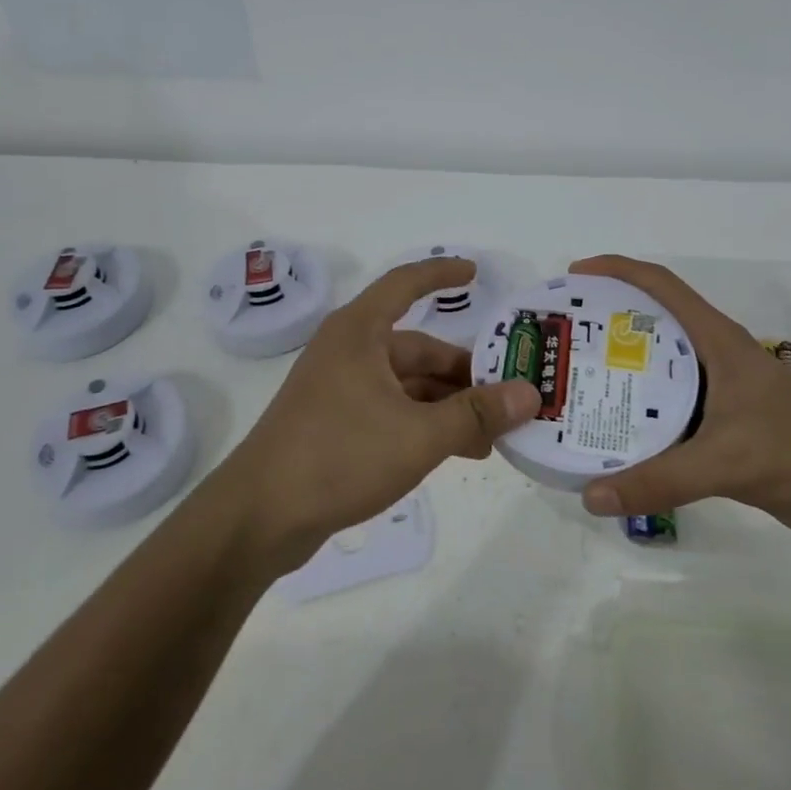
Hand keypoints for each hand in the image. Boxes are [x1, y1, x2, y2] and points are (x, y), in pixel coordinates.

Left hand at [216, 257, 540, 570]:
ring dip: (447, 405)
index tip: (475, 273)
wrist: (260, 517)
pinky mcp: (334, 424)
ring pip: (407, 386)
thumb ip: (476, 413)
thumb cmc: (339, 456)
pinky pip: (392, 411)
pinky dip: (423, 424)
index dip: (441, 274)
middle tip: (507, 396)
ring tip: (490, 436)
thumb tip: (530, 393)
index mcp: (360, 333)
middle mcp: (348, 352)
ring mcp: (339, 389)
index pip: (405, 284)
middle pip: (417, 349)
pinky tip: (454, 451)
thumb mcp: (418, 434)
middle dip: (463, 374)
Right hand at [568, 255, 790, 546]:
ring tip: (575, 385)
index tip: (575, 277)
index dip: (617, 271)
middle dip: (606, 323)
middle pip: (653, 324)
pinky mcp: (725, 426)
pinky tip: (612, 434)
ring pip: (659, 370)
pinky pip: (669, 409)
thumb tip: (590, 496)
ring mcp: (722, 392)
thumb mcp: (727, 462)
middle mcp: (716, 358)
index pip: (662, 286)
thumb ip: (659, 480)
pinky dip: (639, 413)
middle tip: (563, 341)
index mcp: (719, 342)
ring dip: (620, 372)